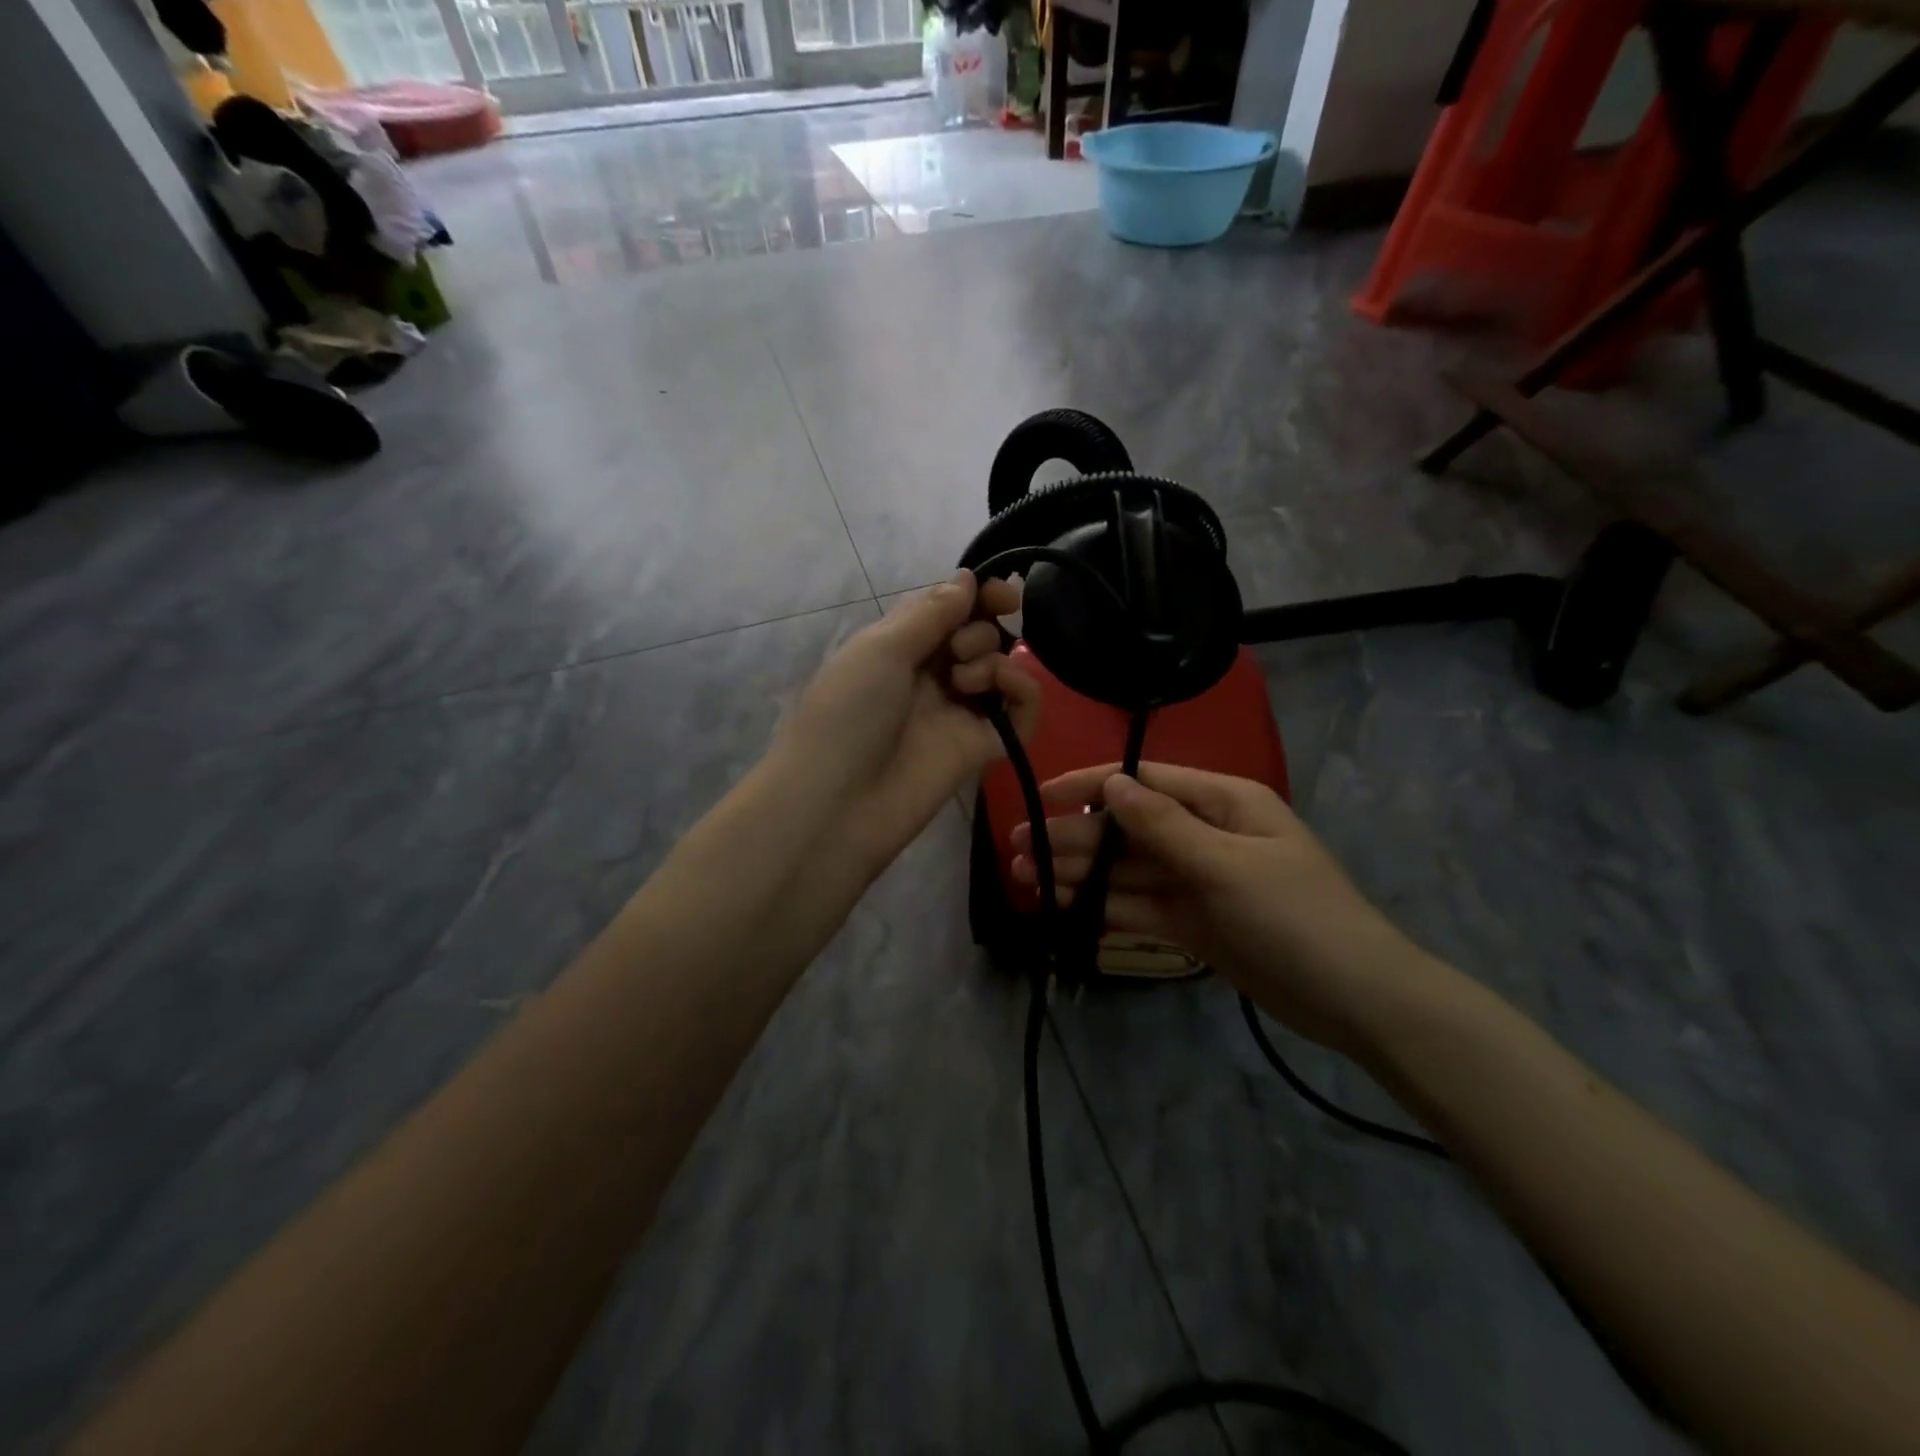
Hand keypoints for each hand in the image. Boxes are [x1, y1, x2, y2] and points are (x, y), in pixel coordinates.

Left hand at [782, 570, 1039, 875]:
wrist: (838, 802)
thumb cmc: (847, 713)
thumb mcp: (881, 649)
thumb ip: (930, 613)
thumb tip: (967, 578)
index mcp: (899, 648)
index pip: (949, 611)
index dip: (978, 597)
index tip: (1004, 593)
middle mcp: (930, 677)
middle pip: (978, 636)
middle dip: (978, 629)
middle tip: (957, 652)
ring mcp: (958, 713)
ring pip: (1000, 669)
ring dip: (992, 658)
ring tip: (965, 680)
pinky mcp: (982, 747)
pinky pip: (1020, 711)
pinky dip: (1022, 689)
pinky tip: (1003, 687)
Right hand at [1012, 763, 1429, 1054]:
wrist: (1356, 1000)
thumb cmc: (1296, 917)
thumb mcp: (1228, 865)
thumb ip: (1164, 827)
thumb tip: (1111, 785)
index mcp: (1222, 802)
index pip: (1143, 783)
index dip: (1088, 786)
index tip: (1040, 797)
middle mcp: (1205, 833)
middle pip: (1127, 829)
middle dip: (1074, 837)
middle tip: (1017, 849)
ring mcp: (1198, 879)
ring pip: (1128, 869)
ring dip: (1080, 873)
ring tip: (1026, 879)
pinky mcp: (1194, 921)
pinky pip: (1140, 905)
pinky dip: (1104, 905)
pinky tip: (1065, 905)